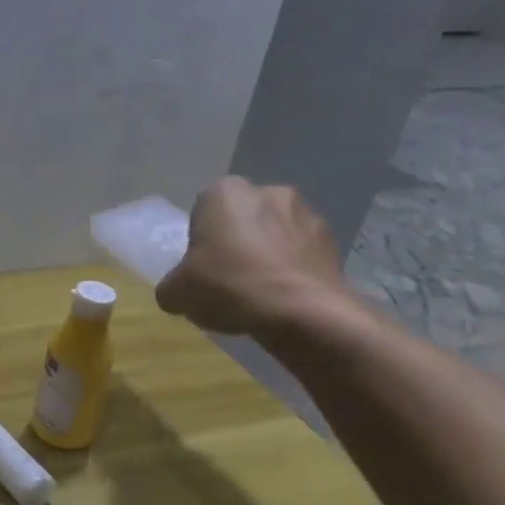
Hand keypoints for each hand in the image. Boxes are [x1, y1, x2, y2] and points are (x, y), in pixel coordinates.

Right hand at [155, 176, 355, 338]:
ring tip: (258, 292)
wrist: (304, 312)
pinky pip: (301, 253)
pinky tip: (283, 298)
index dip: (200, 240)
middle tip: (226, 278)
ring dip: (266, 254)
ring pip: (274, 234)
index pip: (203, 210)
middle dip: (236, 241)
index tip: (200, 266)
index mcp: (225, 192)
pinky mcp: (333, 241)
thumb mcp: (178, 292)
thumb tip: (175, 291)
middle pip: (241, 218)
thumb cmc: (230, 286)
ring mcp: (306, 214)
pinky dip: (291, 269)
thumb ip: (171, 286)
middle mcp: (268, 192)